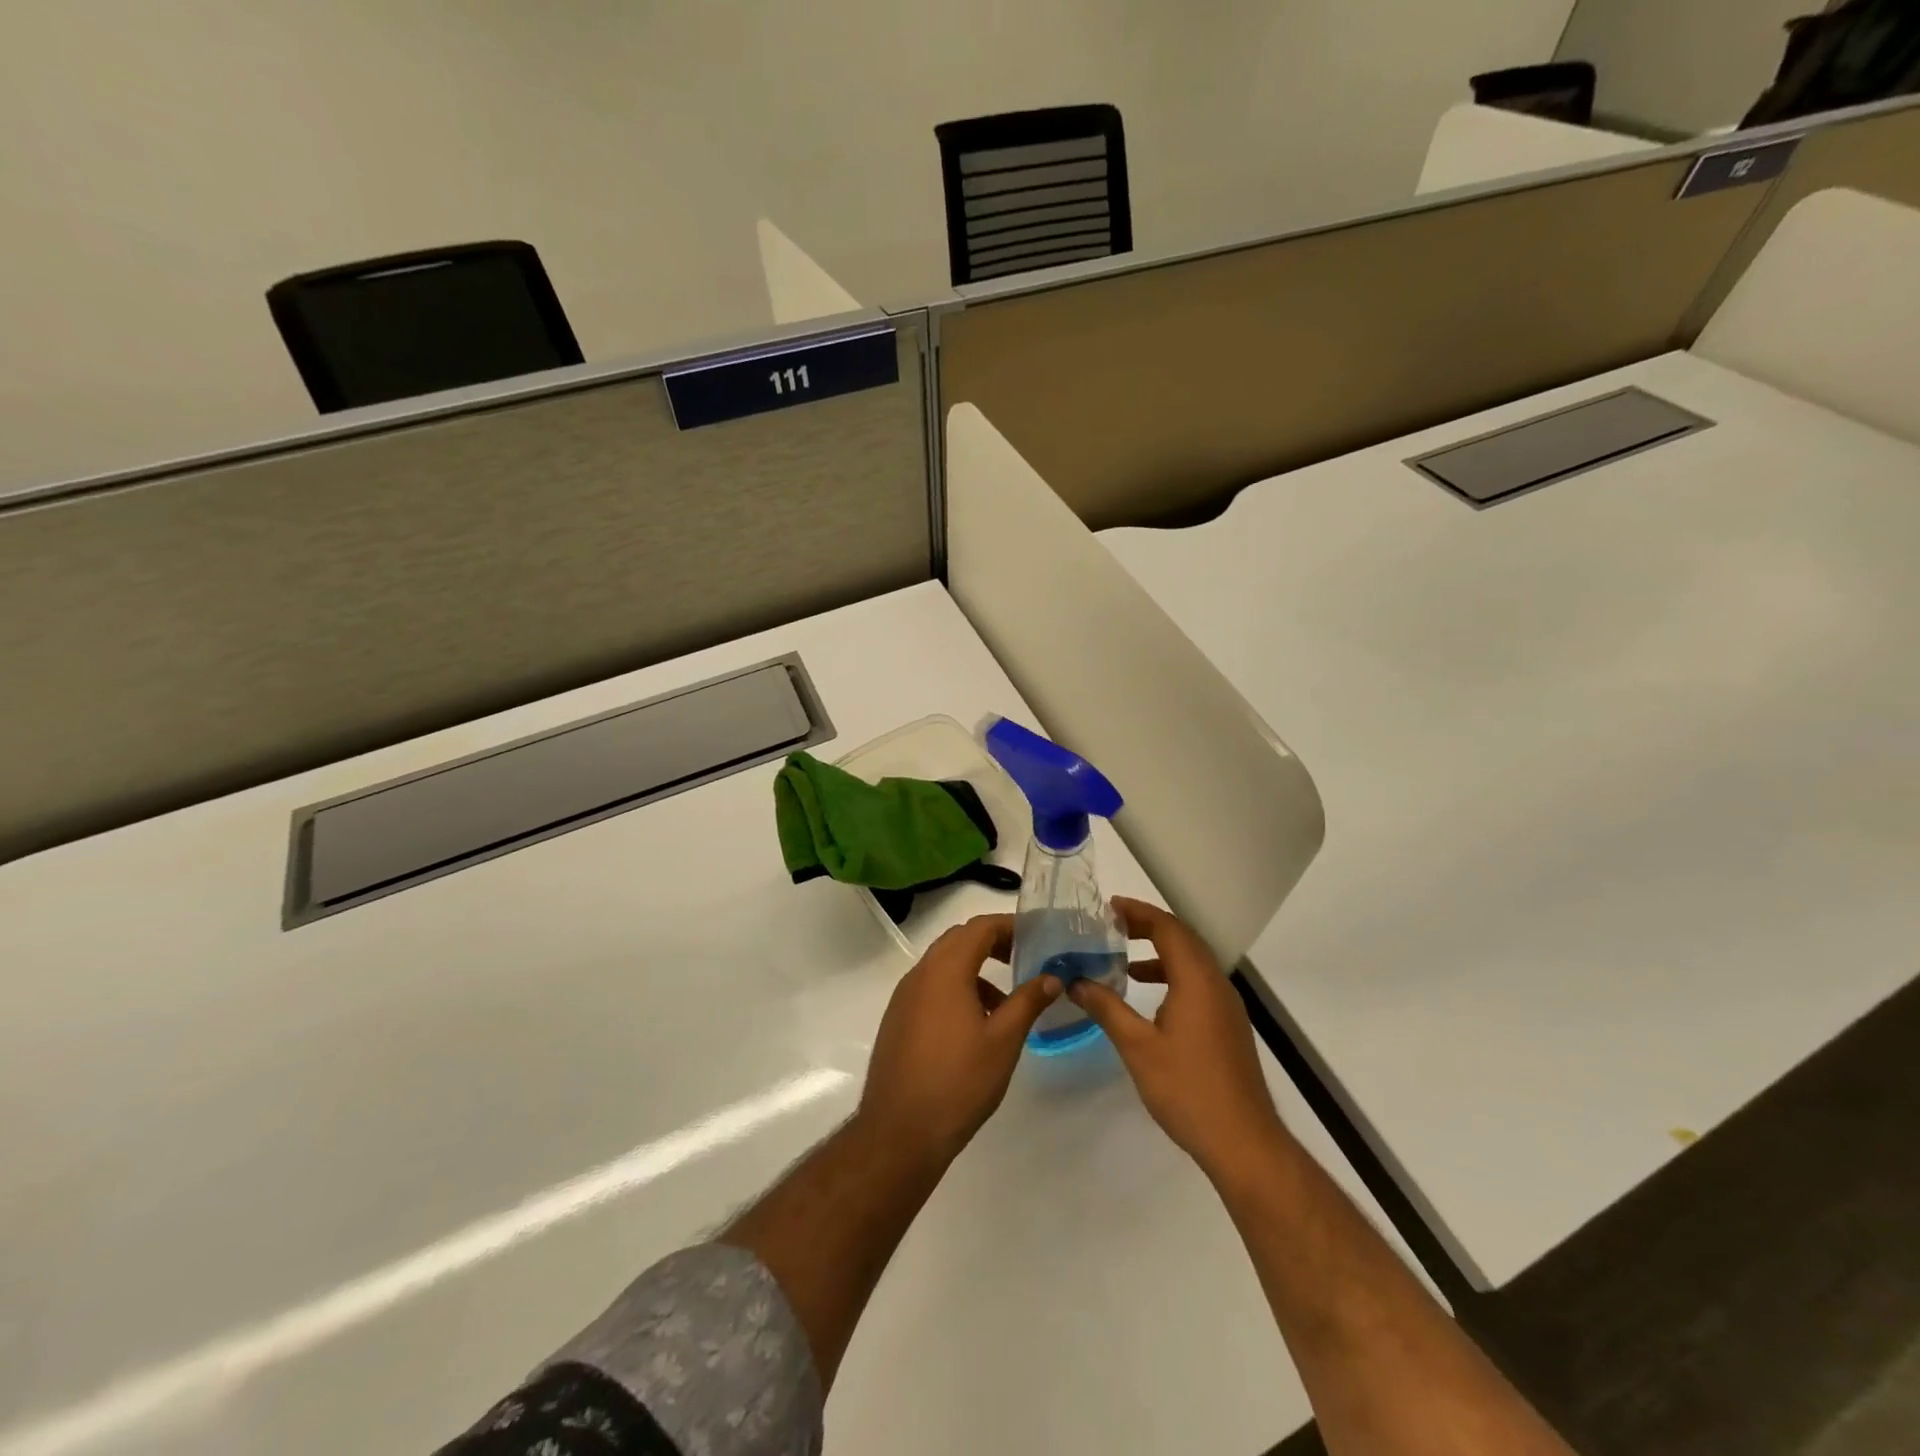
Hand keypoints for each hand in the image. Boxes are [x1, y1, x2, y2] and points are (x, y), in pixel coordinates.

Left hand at [857, 914, 1062, 1166]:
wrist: (900, 1131)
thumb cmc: (958, 1081)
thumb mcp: (1003, 1040)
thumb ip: (1028, 1001)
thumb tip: (1052, 976)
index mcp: (945, 969)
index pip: (980, 927)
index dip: (1010, 926)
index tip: (1037, 937)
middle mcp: (920, 973)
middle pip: (959, 940)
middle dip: (994, 943)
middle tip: (1025, 960)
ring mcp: (905, 996)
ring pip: (944, 964)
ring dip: (976, 969)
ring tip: (1007, 1002)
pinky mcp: (898, 1019)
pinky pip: (931, 988)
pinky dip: (957, 989)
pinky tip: (977, 1025)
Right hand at [1067, 897, 1290, 1181]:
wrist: (1243, 1142)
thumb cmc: (1187, 1089)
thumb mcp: (1137, 1047)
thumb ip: (1106, 1008)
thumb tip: (1076, 981)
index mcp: (1196, 980)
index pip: (1168, 928)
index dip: (1138, 912)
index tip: (1107, 907)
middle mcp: (1215, 984)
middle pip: (1182, 939)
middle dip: (1146, 926)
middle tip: (1110, 925)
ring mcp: (1226, 1005)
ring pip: (1191, 962)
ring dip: (1159, 951)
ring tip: (1122, 956)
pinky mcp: (1227, 1025)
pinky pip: (1197, 983)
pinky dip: (1170, 975)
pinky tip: (1147, 995)